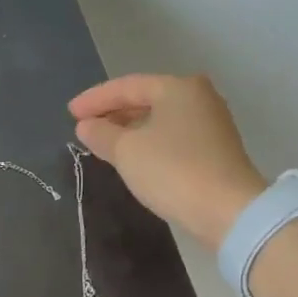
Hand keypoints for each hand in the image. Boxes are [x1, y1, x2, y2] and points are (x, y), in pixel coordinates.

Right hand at [70, 75, 268, 248]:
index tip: (70, 113)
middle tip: (85, 127)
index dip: (95, 99)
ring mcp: (211, 124)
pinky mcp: (215, 151)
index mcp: (177, 87)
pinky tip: (134, 157)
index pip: (127, 86)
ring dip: (131, 129)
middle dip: (114, 113)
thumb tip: (86, 126)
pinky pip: (172, 138)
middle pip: (147, 99)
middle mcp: (198, 97)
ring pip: (160, 120)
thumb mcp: (127, 152)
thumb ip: (102, 134)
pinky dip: (149, 143)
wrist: (226, 210)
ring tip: (105, 143)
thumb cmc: (172, 171)